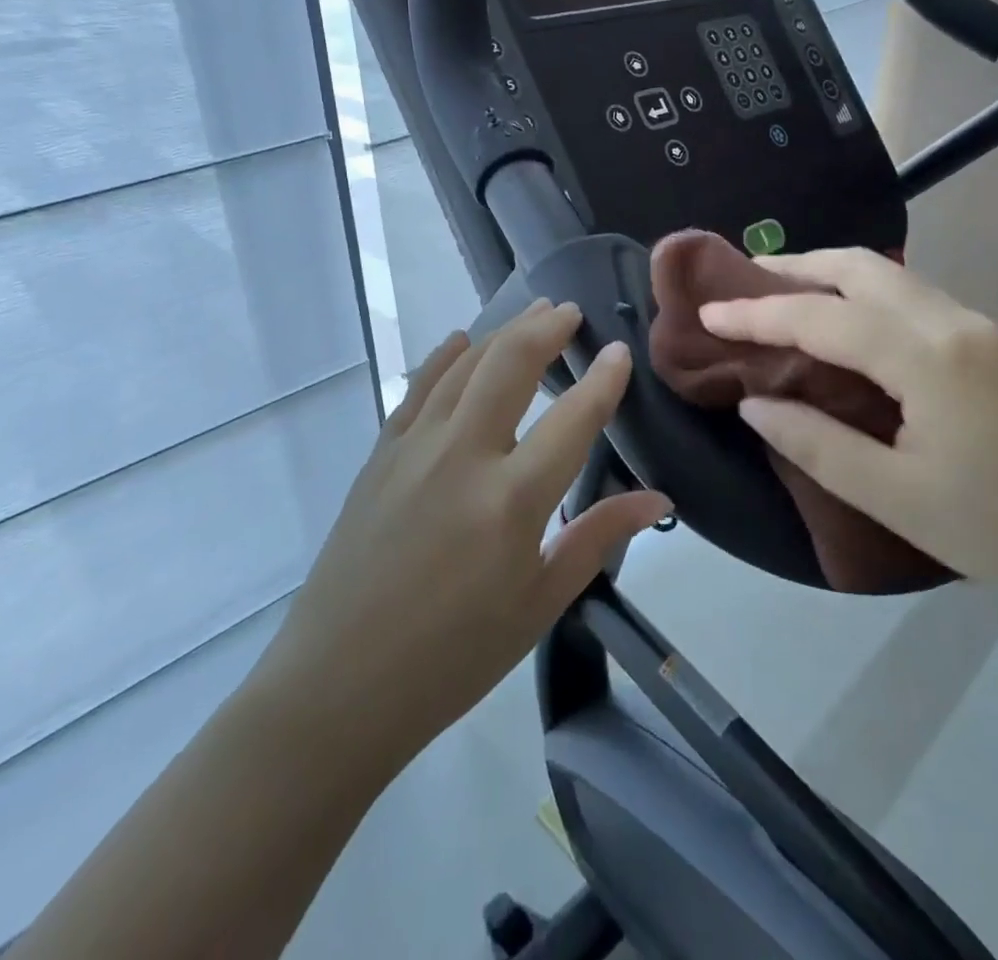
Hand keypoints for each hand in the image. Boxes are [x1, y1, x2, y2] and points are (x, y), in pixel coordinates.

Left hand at [262, 300, 670, 768]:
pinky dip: (444, 358)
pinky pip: (417, 390)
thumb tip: (658, 498)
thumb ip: (597, 537)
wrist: (339, 686)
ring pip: (464, 367)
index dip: (603, 380)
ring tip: (531, 313)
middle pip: (510, 366)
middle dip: (546, 329)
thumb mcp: (539, 604)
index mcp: (511, 500)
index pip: (573, 419)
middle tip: (569, 311)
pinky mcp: (380, 456)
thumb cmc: (454, 657)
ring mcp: (414, 449)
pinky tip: (460, 341)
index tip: (621, 351)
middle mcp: (463, 457)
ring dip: (502, 332)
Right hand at [698, 248, 997, 603]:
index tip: (708, 312)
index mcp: (927, 356)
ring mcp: (979, 326)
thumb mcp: (893, 496)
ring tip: (783, 297)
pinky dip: (863, 296)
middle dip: (795, 268)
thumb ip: (815, 443)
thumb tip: (754, 402)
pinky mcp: (993, 342)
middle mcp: (952, 321)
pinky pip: (911, 298)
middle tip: (743, 284)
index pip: (822, 317)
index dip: (758, 313)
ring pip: (889, 276)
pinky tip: (845, 325)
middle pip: (860, 267)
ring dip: (830, 276)